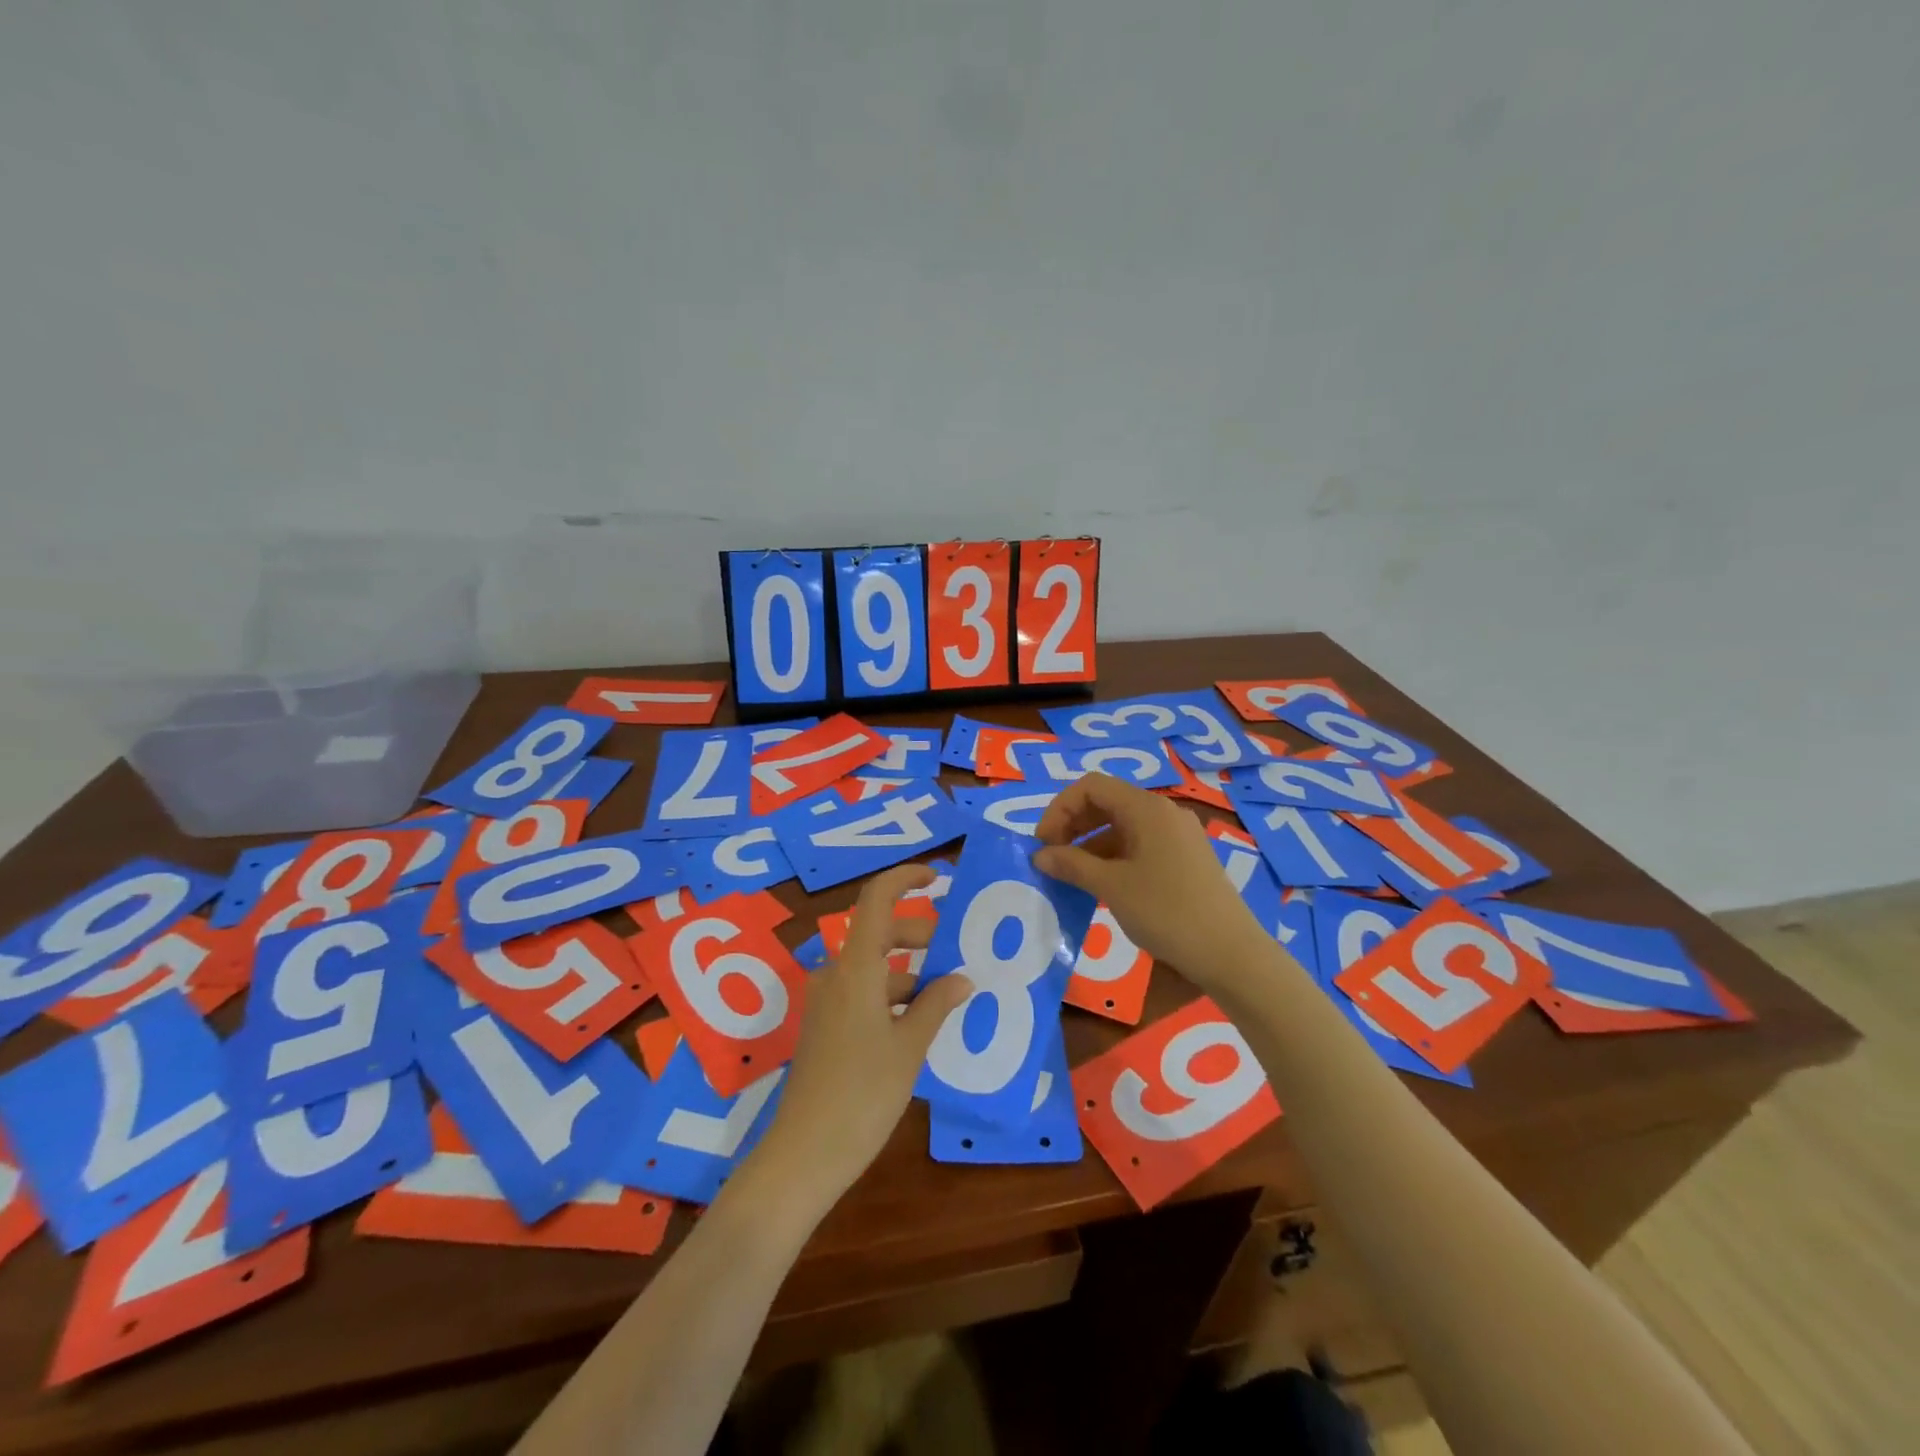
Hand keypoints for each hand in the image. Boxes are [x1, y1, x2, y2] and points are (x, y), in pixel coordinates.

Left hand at [753, 865, 972, 1208]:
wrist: (804, 1155)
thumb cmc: (864, 1094)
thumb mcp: (910, 1047)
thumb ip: (937, 1004)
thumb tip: (962, 977)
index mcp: (856, 968)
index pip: (877, 899)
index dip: (905, 878)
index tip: (937, 877)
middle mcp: (835, 974)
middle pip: (878, 932)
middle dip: (919, 936)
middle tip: (956, 958)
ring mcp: (825, 1001)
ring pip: (872, 966)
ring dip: (909, 972)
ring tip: (947, 998)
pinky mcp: (823, 1026)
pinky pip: (862, 992)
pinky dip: (892, 995)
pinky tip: (918, 1025)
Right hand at [1033, 773, 1263, 990]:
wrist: (1230, 954)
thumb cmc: (1167, 912)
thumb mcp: (1112, 887)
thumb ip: (1072, 865)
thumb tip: (1040, 856)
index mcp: (1147, 808)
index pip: (1091, 786)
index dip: (1060, 809)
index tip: (1043, 844)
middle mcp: (1164, 813)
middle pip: (1107, 802)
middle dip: (1073, 825)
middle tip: (1052, 858)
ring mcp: (1178, 836)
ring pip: (1122, 826)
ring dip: (1090, 844)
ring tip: (1071, 876)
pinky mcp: (1185, 859)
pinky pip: (1140, 845)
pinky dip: (1113, 857)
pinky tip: (1101, 885)